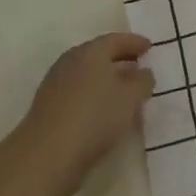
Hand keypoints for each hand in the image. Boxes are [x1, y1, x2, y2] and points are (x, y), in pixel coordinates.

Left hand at [16, 32, 154, 195]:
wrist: (46, 156)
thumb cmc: (94, 117)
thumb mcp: (130, 98)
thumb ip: (142, 81)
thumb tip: (144, 73)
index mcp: (90, 52)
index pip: (115, 40)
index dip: (134, 42)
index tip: (149, 46)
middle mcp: (70, 62)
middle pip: (99, 56)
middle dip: (121, 60)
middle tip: (139, 66)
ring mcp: (56, 86)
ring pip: (88, 77)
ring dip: (108, 81)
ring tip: (127, 93)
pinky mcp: (48, 110)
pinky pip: (79, 95)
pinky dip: (95, 98)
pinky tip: (106, 114)